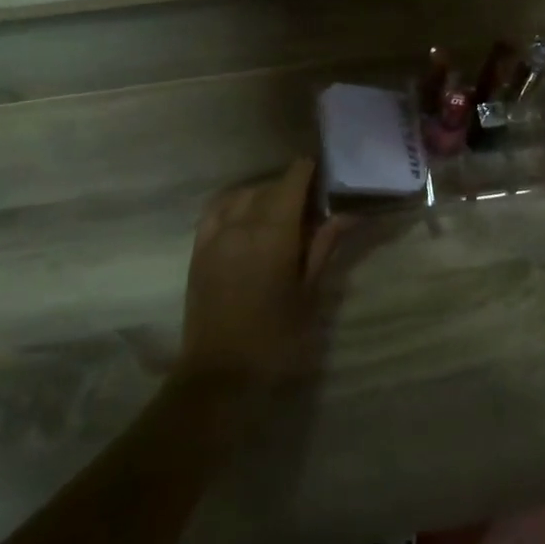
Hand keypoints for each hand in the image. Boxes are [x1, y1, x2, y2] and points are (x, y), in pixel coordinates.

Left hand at [179, 159, 343, 396]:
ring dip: (264, 193)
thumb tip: (346, 215)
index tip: (326, 171)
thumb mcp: (310, 293)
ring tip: (282, 209)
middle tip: (314, 202)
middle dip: (292, 186)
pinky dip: (234, 202)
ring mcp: (215, 234)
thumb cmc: (276, 337)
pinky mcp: (198, 249)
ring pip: (242, 194)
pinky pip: (216, 209)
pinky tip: (246, 213)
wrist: (221, 373)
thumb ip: (324, 247)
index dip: (309, 170)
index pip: (292, 181)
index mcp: (274, 232)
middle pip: (269, 186)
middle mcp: (241, 223)